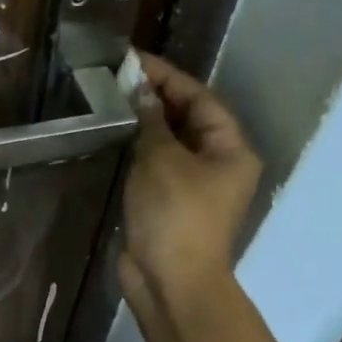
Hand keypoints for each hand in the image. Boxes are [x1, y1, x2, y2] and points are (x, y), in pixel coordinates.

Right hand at [120, 54, 261, 309]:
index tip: (133, 59)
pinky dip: (138, 148)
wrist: (171, 282)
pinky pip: (155, 164)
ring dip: (144, 121)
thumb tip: (141, 92)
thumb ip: (152, 121)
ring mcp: (193, 185)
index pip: (200, 99)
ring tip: (110, 98)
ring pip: (170, 142)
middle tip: (117, 76)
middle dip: (155, 97)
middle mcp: (218, 163)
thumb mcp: (162, 160)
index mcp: (230, 149)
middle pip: (188, 118)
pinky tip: (113, 134)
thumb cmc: (175, 215)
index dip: (167, 76)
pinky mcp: (169, 203)